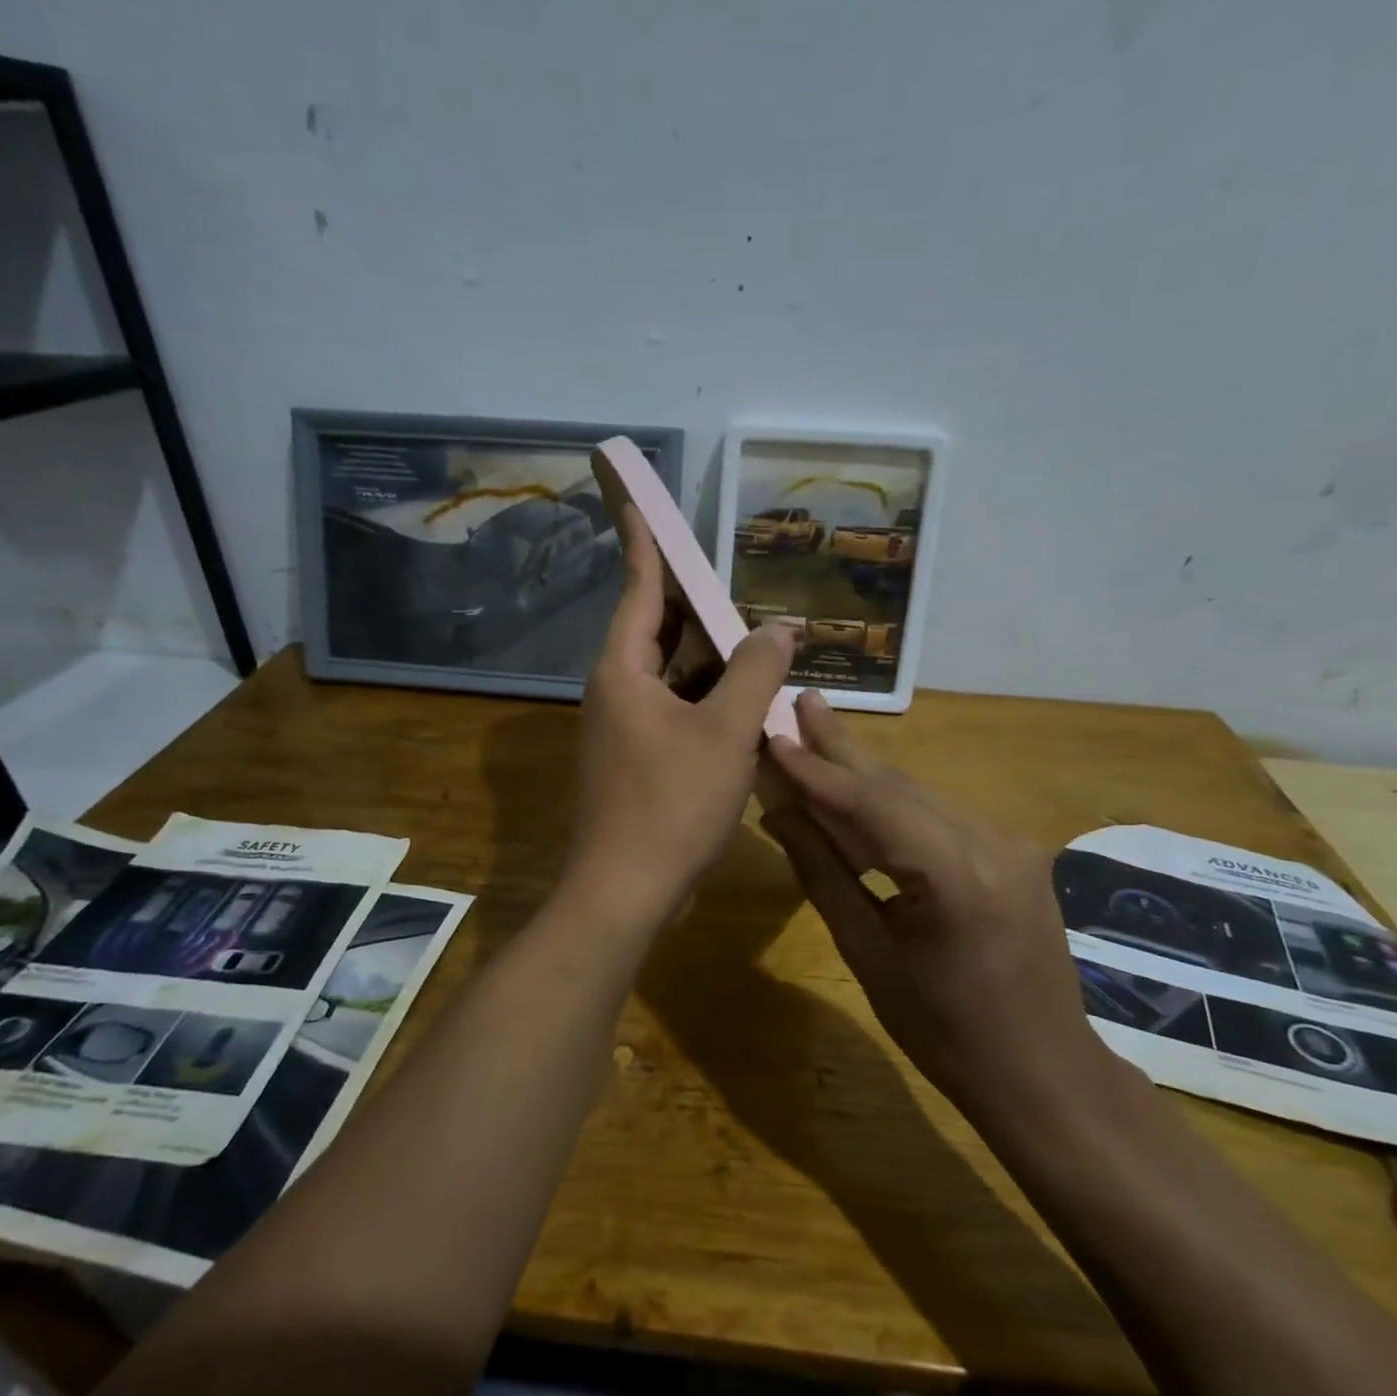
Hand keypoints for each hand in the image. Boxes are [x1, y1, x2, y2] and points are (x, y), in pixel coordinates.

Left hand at [565, 507, 796, 927]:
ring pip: (670, 678)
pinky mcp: (636, 764)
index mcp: (623, 672)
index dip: (644, 544)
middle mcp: (615, 693)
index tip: (637, 502)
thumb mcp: (727, 732)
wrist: (626, 892)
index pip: (639, 590)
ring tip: (755, 642)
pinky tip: (745, 706)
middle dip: (696, 608)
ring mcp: (623, 731)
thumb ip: (755, 672)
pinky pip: (674, 714)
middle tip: (735, 585)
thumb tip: (780, 627)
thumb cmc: (671, 804)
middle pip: (656, 632)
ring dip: (710, 662)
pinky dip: (707, 703)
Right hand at [762, 692, 1103, 1110]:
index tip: (774, 736)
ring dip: (864, 773)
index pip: (870, 805)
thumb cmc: (944, 1031)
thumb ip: (824, 874)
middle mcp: (991, 842)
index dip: (816, 771)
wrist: (1043, 1072)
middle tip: (802, 701)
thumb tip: (781, 814)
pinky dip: (893, 804)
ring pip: (918, 796)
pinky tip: (859, 790)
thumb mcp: (870, 956)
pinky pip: (938, 816)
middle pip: (898, 785)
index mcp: (956, 876)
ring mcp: (1009, 842)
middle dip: (842, 746)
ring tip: (817, 733)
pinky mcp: (1013, 850)